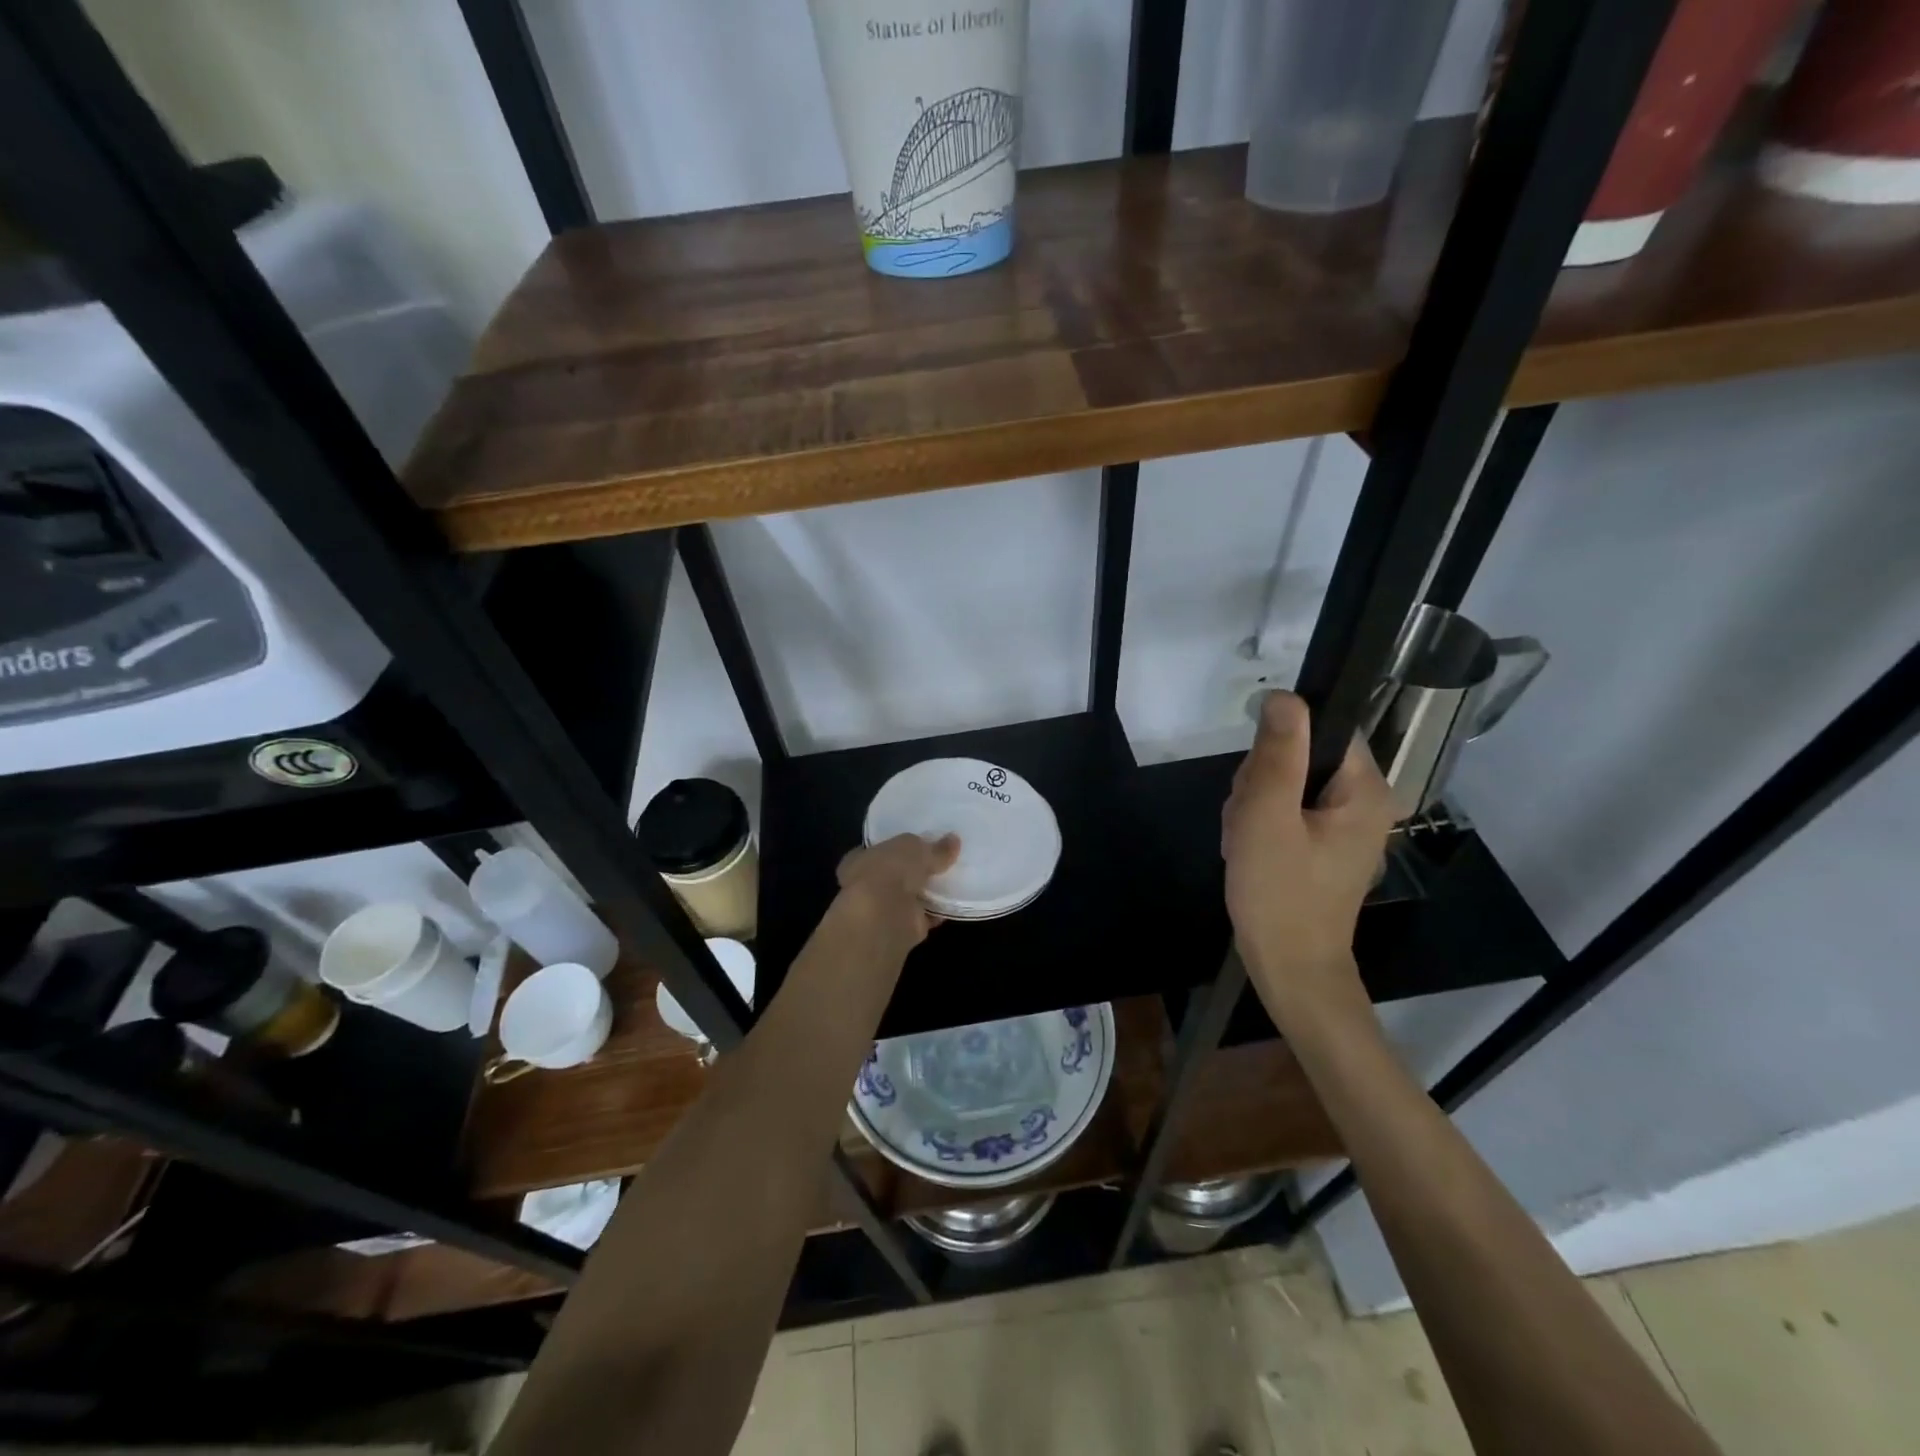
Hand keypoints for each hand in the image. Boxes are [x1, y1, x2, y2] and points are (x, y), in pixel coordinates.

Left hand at [835, 833, 960, 952]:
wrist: (884, 916)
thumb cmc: (888, 870)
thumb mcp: (914, 847)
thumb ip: (933, 847)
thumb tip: (953, 840)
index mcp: (861, 859)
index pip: (881, 849)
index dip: (901, 846)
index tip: (924, 843)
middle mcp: (869, 884)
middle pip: (898, 874)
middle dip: (918, 870)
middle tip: (944, 861)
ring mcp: (886, 909)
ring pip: (912, 896)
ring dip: (930, 892)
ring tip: (956, 879)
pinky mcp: (904, 928)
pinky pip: (926, 916)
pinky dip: (939, 911)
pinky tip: (956, 901)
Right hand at [1223, 692, 1397, 1030]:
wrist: (1288, 967)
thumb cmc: (1280, 894)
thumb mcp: (1269, 817)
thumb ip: (1277, 755)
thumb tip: (1284, 696)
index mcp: (1365, 790)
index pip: (1323, 730)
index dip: (1280, 746)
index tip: (1258, 782)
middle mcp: (1363, 802)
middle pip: (1300, 757)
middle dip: (1260, 784)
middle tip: (1248, 823)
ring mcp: (1343, 826)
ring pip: (1284, 784)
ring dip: (1253, 807)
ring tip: (1246, 842)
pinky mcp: (1321, 845)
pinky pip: (1284, 812)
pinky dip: (1258, 826)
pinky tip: (1249, 851)